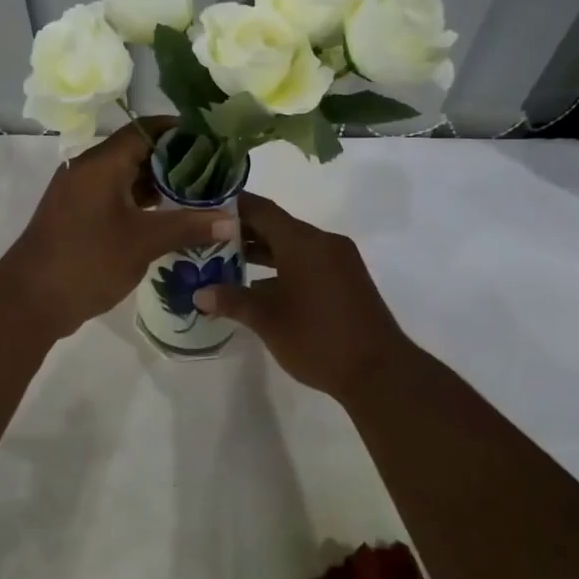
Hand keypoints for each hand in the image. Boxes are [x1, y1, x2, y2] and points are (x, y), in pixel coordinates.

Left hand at [0, 120, 234, 338]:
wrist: (29, 301)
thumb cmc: (87, 261)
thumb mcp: (143, 242)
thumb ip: (188, 226)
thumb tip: (231, 219)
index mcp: (100, 163)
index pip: (146, 130)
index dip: (180, 131)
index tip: (213, 141)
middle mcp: (88, 170)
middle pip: (137, 152)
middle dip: (176, 162)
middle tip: (214, 173)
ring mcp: (80, 194)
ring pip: (127, 178)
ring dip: (160, 186)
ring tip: (200, 196)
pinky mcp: (78, 217)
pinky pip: (116, 198)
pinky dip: (142, 204)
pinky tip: (170, 219)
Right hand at [192, 192, 411, 401]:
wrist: (379, 371)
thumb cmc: (317, 338)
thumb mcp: (267, 320)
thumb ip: (232, 300)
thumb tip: (199, 294)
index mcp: (303, 242)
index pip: (261, 210)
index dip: (233, 207)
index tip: (205, 208)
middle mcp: (322, 242)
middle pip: (277, 226)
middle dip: (243, 232)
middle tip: (207, 238)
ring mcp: (339, 260)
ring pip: (293, 245)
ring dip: (263, 251)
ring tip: (226, 262)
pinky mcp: (347, 279)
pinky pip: (309, 261)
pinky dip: (284, 266)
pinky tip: (261, 286)